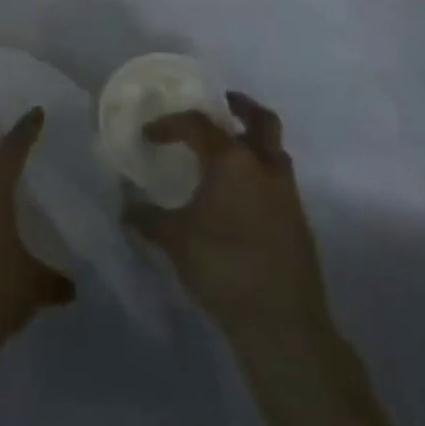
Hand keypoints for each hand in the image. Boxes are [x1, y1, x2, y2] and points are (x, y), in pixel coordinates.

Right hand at [124, 92, 331, 337]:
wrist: (283, 323)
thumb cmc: (222, 266)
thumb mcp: (173, 239)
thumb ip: (147, 217)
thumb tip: (126, 207)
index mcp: (232, 161)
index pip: (198, 124)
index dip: (169, 124)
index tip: (149, 135)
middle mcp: (265, 168)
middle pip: (261, 120)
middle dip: (240, 107)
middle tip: (220, 103)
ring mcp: (287, 195)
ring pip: (274, 151)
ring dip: (253, 141)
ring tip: (226, 150)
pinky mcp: (298, 222)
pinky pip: (278, 181)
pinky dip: (259, 173)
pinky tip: (237, 195)